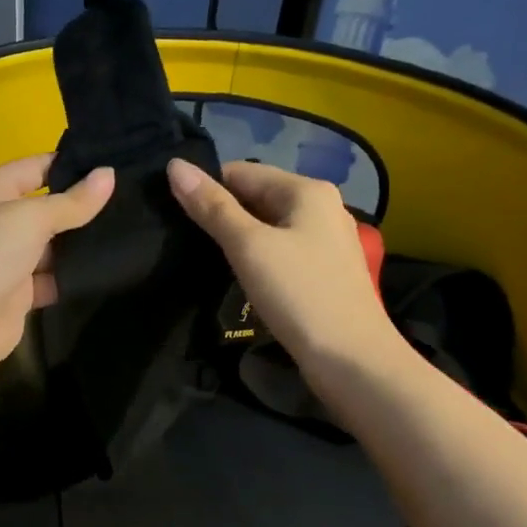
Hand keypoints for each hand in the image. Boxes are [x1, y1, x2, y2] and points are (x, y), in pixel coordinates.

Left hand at [0, 154, 114, 383]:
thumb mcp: (31, 218)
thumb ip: (73, 201)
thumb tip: (109, 173)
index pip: (36, 167)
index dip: (73, 165)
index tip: (116, 165)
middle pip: (46, 206)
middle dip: (82, 206)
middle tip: (130, 200)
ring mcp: (6, 258)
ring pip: (52, 244)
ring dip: (81, 243)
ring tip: (129, 232)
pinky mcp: (18, 293)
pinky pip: (52, 277)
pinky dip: (73, 275)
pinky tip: (108, 267)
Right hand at [167, 158, 392, 366]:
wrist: (352, 361)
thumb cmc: (299, 294)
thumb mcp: (248, 246)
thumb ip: (211, 206)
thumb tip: (175, 165)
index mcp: (307, 190)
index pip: (241, 172)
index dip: (206, 189)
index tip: (174, 214)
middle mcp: (322, 207)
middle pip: (257, 196)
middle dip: (222, 214)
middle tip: (184, 239)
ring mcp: (327, 240)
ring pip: (269, 226)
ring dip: (239, 238)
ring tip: (205, 258)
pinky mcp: (326, 271)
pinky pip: (282, 250)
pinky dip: (259, 258)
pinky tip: (240, 277)